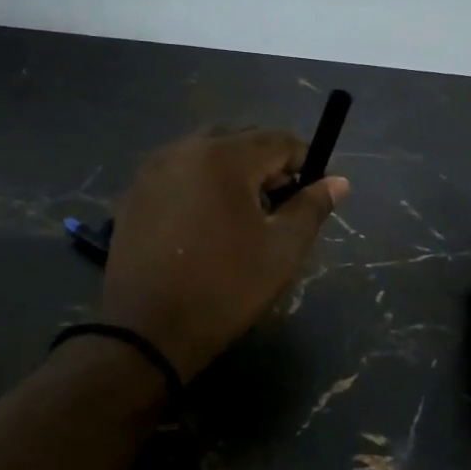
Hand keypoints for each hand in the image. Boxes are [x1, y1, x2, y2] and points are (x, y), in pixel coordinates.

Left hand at [100, 130, 348, 379]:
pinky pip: (178, 173)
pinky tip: (205, 225)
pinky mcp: (133, 194)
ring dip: (232, 172)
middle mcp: (183, 149)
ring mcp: (151, 170)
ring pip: (205, 153)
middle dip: (266, 164)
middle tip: (278, 205)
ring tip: (242, 216)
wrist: (146, 331)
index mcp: (223, 157)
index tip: (313, 194)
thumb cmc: (225, 288)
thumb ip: (311, 208)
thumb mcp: (282, 250)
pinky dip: (201, 185)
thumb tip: (337, 181)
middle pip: (239, 139)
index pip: (278, 140)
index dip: (305, 162)